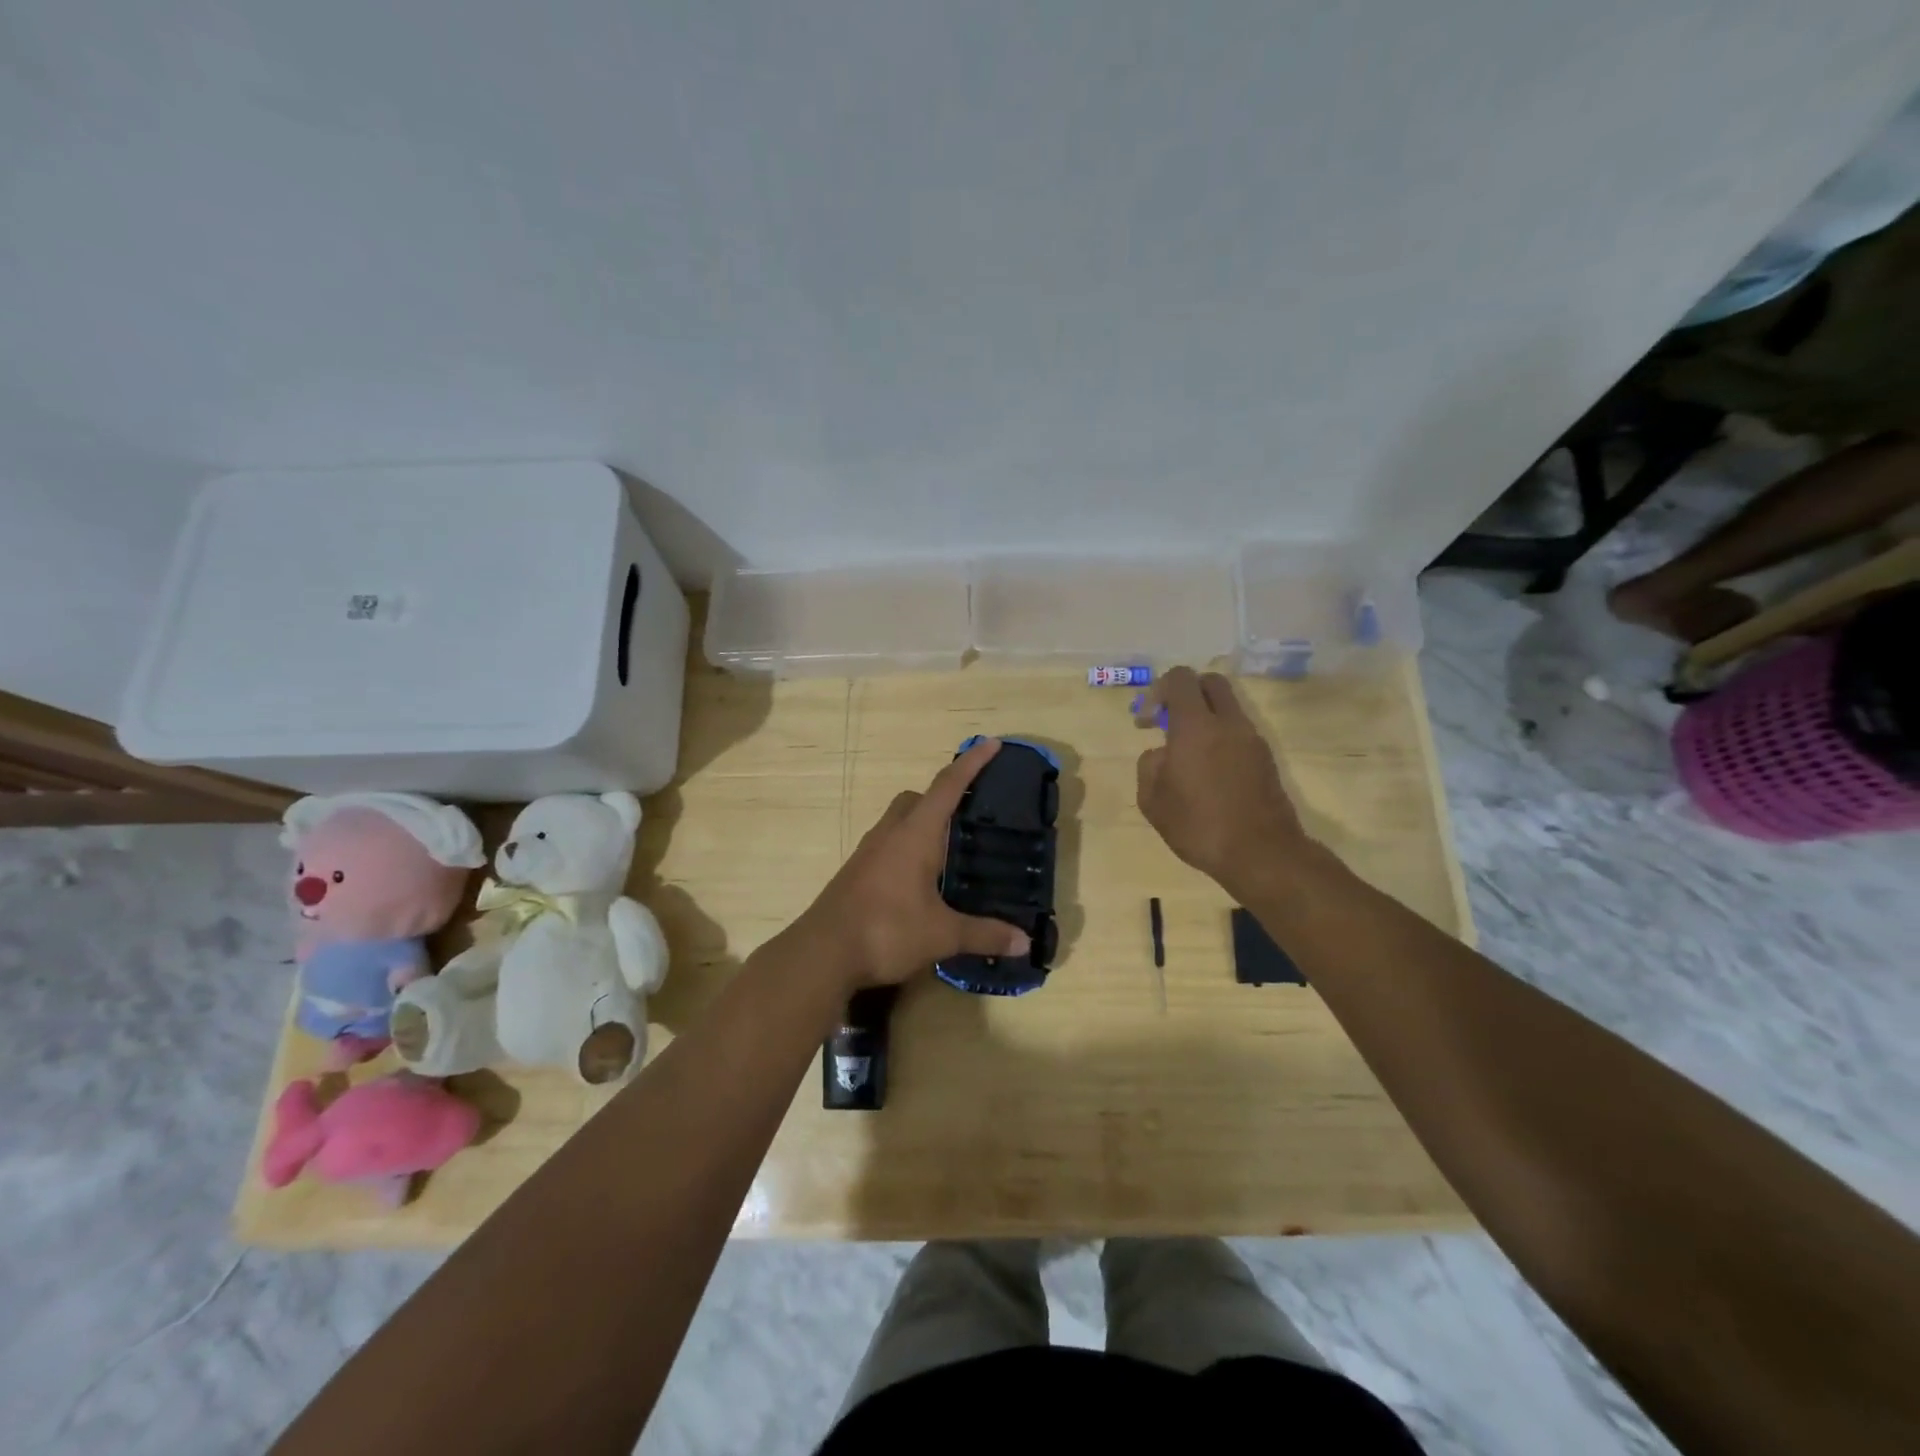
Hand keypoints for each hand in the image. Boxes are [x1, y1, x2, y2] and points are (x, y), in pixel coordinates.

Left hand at [792, 738, 1031, 989]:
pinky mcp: (856, 873)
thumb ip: (984, 934)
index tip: (991, 743)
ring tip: (948, 850)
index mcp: (915, 834)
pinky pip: (887, 845)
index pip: (948, 786)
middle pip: (916, 799)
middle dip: (941, 796)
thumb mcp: (942, 934)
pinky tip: (920, 880)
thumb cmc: (887, 930)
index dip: (971, 763)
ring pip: (898, 821)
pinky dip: (907, 849)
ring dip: (922, 824)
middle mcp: (890, 833)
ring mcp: (868, 852)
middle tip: (968, 815)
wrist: (822, 953)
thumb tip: (1025, 942)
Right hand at [1134, 668, 1312, 900]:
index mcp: (1195, 726)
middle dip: (1185, 694)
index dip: (1157, 691)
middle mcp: (1228, 723)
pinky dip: (1220, 738)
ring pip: (1227, 708)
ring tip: (1187, 755)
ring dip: (1205, 718)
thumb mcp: (1152, 800)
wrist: (1261, 853)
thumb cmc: (1198, 825)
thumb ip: (1149, 765)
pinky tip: (1208, 773)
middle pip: (1209, 683)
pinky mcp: (1266, 758)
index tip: (1146, 722)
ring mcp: (1252, 739)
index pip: (1179, 679)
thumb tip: (1161, 753)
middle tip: (1169, 723)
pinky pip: (1238, 732)